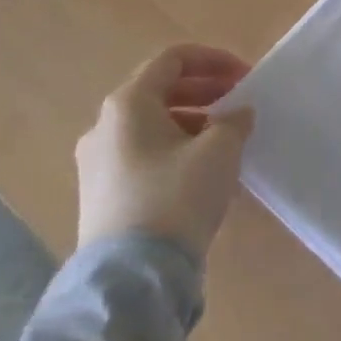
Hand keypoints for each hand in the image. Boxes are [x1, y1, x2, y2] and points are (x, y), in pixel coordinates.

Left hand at [75, 44, 254, 257]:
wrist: (130, 280)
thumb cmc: (177, 195)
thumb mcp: (220, 148)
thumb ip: (234, 120)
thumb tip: (236, 115)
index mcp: (128, 104)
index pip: (173, 59)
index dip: (213, 60)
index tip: (244, 76)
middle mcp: (104, 127)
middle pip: (159, 91)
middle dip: (204, 90)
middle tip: (238, 102)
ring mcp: (97, 165)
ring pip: (151, 126)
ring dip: (192, 122)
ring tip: (226, 140)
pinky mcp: (100, 198)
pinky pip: (143, 156)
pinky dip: (175, 150)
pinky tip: (202, 172)